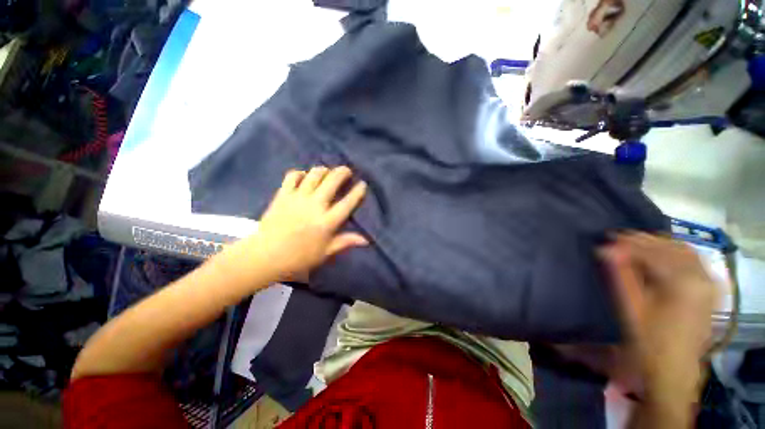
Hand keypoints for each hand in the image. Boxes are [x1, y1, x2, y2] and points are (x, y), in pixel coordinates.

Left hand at [246, 166, 368, 281]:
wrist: (265, 256)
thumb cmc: (299, 257)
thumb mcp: (326, 252)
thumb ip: (346, 242)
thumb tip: (366, 240)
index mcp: (327, 222)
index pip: (348, 202)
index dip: (358, 191)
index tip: (363, 184)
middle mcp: (315, 206)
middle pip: (332, 181)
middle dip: (342, 172)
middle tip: (346, 171)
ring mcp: (298, 198)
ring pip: (314, 174)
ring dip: (324, 170)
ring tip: (328, 172)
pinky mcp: (283, 195)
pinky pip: (293, 176)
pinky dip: (301, 173)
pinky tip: (304, 176)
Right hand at [599, 233, 717, 397]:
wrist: (674, 367)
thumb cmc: (649, 339)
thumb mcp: (631, 306)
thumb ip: (620, 275)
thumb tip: (605, 249)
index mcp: (683, 282)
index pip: (652, 251)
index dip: (628, 243)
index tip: (607, 237)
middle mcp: (701, 276)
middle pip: (670, 247)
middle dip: (642, 240)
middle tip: (618, 238)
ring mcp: (709, 282)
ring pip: (683, 250)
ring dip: (658, 244)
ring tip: (636, 244)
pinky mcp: (710, 288)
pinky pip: (693, 259)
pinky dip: (674, 251)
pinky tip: (661, 254)